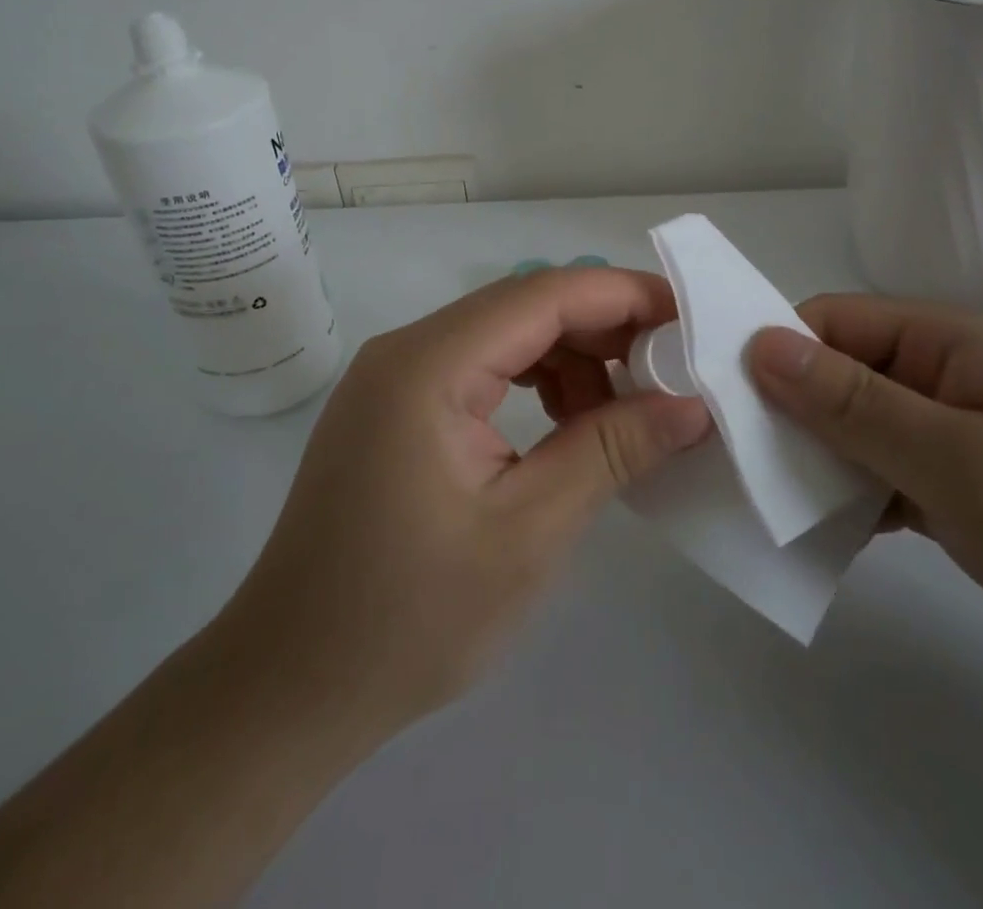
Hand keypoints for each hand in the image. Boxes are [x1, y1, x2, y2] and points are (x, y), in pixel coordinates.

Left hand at [219, 267, 710, 740]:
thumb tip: (692, 403)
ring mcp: (396, 377)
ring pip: (506, 335)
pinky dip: (535, 383)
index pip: (544, 294)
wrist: (290, 687)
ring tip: (619, 414)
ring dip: (571, 359)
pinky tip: (567, 427)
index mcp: (428, 365)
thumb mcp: (529, 532)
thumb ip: (612, 449)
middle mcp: (407, 350)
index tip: (690, 319)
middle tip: (669, 372)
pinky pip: (482, 368)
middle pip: (525, 307)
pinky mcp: (397, 407)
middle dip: (603, 329)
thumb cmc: (410, 618)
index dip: (624, 295)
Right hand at [747, 296, 982, 702]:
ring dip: (813, 458)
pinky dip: (847, 496)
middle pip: (838, 375)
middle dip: (786, 411)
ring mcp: (950, 435)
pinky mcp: (956, 489)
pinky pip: (880, 475)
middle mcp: (942, 377)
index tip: (721, 399)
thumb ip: (855, 405)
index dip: (776, 351)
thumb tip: (760, 346)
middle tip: (730, 459)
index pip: (835, 323)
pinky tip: (815, 531)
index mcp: (947, 342)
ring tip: (760, 499)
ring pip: (854, 429)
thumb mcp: (960, 461)